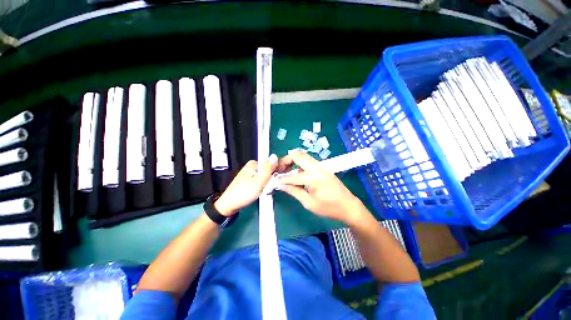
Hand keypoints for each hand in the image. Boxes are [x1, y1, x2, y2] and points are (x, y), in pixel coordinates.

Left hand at [214, 154, 277, 215]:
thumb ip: (268, 168)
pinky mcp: (248, 180)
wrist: (230, 205)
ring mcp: (249, 174)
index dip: (275, 171)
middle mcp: (250, 166)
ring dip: (267, 183)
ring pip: (264, 176)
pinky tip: (260, 191)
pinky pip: (259, 180)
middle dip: (270, 178)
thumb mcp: (260, 180)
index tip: (276, 179)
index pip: (270, 163)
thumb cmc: (244, 193)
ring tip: (264, 190)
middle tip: (268, 187)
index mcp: (253, 163)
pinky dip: (261, 185)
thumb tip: (275, 156)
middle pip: (267, 170)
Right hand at [277, 150, 364, 223]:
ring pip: (304, 156)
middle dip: (286, 160)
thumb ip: (295, 192)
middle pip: (298, 156)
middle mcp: (317, 168)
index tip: (275, 181)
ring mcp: (321, 166)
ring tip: (285, 169)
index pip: (293, 176)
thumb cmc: (329, 207)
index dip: (282, 179)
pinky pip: (308, 161)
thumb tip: (282, 186)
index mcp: (314, 177)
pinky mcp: (323, 168)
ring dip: (293, 160)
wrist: (348, 206)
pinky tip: (296, 171)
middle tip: (279, 169)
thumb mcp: (309, 203)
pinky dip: (299, 163)